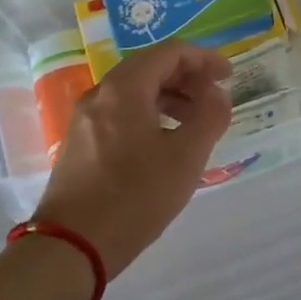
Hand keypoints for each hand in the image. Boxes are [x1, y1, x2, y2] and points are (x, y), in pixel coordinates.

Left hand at [30, 41, 231, 280]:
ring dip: (169, 96)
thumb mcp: (186, 157)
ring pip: (134, 91)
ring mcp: (85, 118)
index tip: (228, 75)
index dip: (204, 58)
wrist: (72, 246)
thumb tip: (217, 94)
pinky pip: (120, 112)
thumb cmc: (135, 197)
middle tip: (215, 98)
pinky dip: (149, 113)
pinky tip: (165, 140)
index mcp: (125, 89)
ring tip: (195, 121)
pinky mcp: (80, 142)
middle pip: (149, 68)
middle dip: (187, 77)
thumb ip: (210, 116)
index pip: (169, 52)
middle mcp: (100, 94)